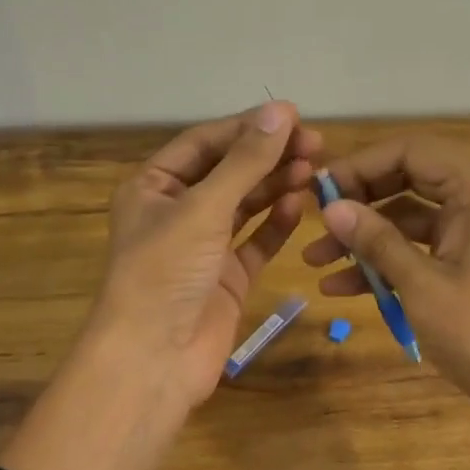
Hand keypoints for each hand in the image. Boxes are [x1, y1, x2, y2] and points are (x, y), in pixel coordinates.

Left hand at [0, 103, 320, 469]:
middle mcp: (177, 212)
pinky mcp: (227, 277)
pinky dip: (277, 224)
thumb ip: (245, 162)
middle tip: (317, 144)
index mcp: (153, 187)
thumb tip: (280, 111)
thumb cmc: (166, 272)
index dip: (248, 128)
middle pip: (229, 172)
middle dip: (269, 156)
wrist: (155, 358)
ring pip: (246, 205)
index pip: (205, 143)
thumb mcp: (203, 208)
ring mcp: (204, 246)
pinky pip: (256, 241)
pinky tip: (299, 205)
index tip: (294, 116)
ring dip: (277, 186)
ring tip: (315, 169)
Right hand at [302, 136, 469, 434]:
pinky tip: (340, 286)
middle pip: (404, 179)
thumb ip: (376, 240)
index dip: (361, 165)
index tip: (320, 190)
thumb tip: (330, 206)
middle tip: (315, 223)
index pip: (409, 151)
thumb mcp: (420, 284)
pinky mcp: (463, 259)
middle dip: (358, 203)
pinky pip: (416, 247)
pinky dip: (382, 262)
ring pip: (405, 217)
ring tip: (315, 261)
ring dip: (362, 238)